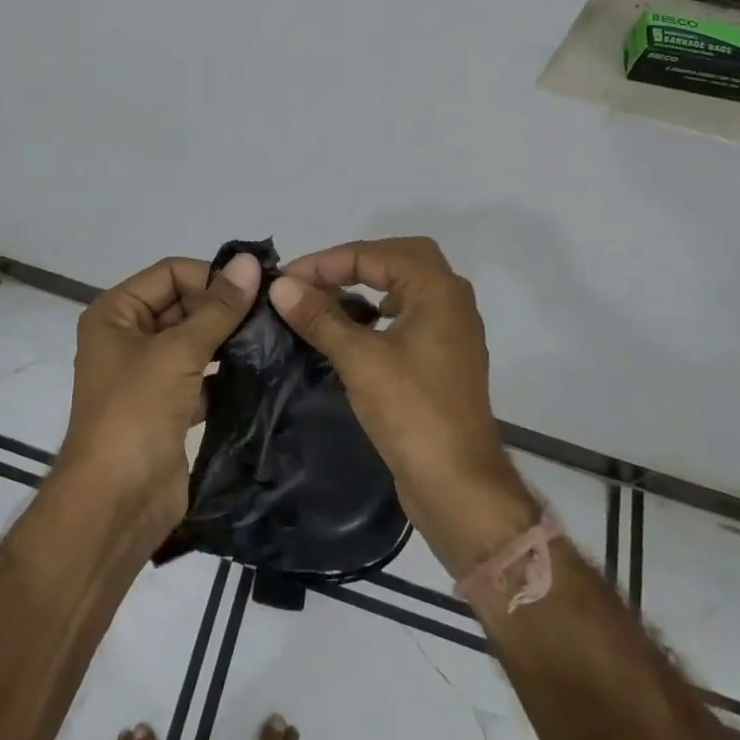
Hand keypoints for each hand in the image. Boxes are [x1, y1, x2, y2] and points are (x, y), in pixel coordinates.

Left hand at [59, 251, 262, 542]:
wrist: (115, 504)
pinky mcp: (168, 407)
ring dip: (228, 340)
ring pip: (194, 342)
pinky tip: (261, 371)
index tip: (256, 289)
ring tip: (273, 337)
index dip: (210, 276)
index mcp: (116, 313)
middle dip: (223, 308)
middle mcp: (128, 337)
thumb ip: (218, 308)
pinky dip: (226, 374)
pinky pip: (201, 377)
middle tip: (273, 313)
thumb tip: (250, 262)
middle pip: (183, 304)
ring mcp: (148, 374)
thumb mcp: (177, 352)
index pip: (170, 273)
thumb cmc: (136, 413)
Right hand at [269, 237, 531, 575]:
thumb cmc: (411, 412)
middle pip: (399, 258)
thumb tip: (281, 285)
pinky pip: (410, 314)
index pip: (376, 254)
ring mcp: (452, 331)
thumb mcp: (359, 359)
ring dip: (368, 284)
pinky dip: (381, 311)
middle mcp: (451, 300)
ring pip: (407, 285)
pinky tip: (356, 330)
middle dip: (354, 262)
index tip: (287, 279)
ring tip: (329, 299)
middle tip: (315, 279)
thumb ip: (320, 317)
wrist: (458, 484)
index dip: (326, 261)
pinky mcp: (444, 358)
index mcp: (437, 290)